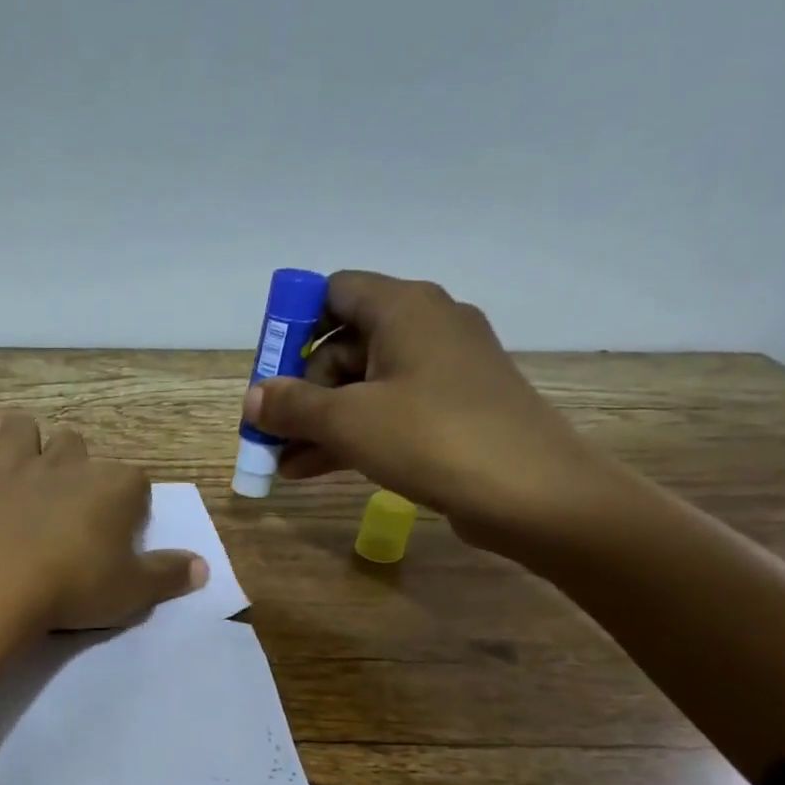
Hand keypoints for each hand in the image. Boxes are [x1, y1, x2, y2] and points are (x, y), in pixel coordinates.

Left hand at [0, 413, 206, 636]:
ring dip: (22, 444)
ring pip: (18, 430)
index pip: (135, 481)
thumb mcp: (134, 591)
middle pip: (76, 442)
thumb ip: (169, 575)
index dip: (132, 505)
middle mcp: (64, 465)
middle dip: (76, 464)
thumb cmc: (75, 586)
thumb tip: (202, 567)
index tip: (124, 534)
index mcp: (112, 485)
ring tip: (24, 474)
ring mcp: (13, 471)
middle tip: (72, 503)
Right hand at [243, 271, 619, 551]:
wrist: (531, 492)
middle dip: (300, 391)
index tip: (268, 373)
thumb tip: (253, 398)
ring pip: (363, 385)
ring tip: (281, 463)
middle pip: (343, 344)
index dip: (293, 327)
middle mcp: (426, 326)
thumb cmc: (432, 438)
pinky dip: (351, 434)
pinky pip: (388, 411)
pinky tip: (312, 470)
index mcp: (404, 308)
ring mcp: (443, 370)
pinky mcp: (453, 409)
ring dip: (319, 422)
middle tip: (271, 432)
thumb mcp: (348, 421)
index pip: (334, 292)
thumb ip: (292, 406)